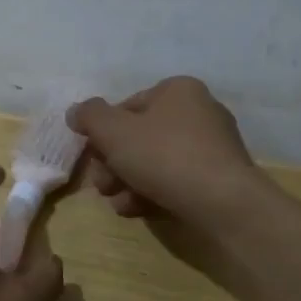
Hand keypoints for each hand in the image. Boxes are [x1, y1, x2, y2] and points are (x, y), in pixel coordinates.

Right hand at [68, 77, 264, 231]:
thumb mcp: (114, 132)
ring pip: (155, 162)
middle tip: (103, 186)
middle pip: (140, 137)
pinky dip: (154, 193)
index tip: (93, 157)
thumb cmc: (165, 157)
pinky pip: (176, 180)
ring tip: (119, 203)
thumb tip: (76, 112)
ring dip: (129, 182)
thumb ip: (89, 116)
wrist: (225, 204)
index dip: (103, 133)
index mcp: (178, 90)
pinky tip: (139, 210)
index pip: (127, 107)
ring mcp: (213, 146)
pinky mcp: (219, 178)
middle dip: (114, 163)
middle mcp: (199, 111)